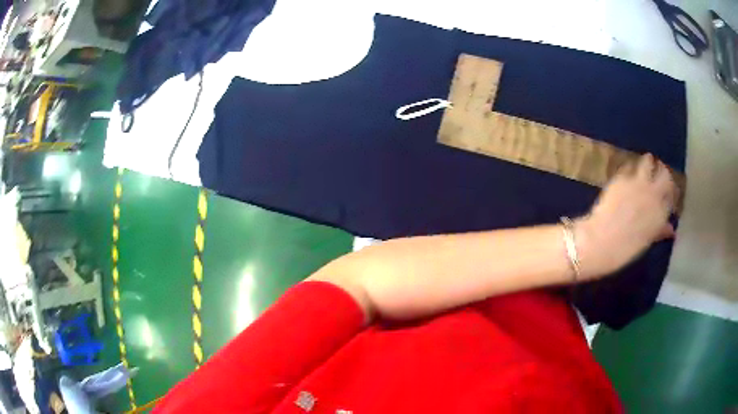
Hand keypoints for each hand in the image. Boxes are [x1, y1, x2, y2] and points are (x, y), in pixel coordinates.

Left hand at [576, 154, 677, 278]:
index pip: (672, 194)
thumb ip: (660, 231)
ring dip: (649, 163)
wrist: (600, 241)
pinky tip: (629, 173)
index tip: (668, 191)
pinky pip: (630, 167)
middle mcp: (653, 194)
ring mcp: (637, 183)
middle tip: (660, 172)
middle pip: (664, 174)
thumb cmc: (624, 249)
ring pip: (648, 162)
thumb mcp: (646, 242)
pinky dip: (631, 169)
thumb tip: (671, 229)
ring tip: (648, 163)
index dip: (670, 192)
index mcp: (661, 213)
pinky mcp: (622, 177)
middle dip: (663, 173)